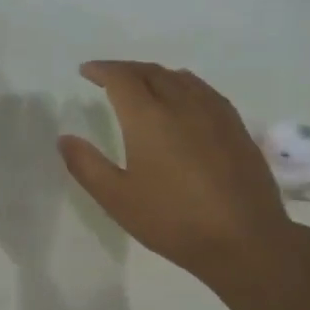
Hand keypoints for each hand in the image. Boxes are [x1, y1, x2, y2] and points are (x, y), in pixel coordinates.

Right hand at [57, 61, 290, 284]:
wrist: (244, 239)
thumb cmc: (173, 220)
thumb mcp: (117, 199)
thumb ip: (87, 165)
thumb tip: (65, 139)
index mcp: (148, 117)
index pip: (121, 78)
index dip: (101, 70)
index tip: (86, 71)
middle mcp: (182, 104)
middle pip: (151, 72)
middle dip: (126, 69)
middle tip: (108, 76)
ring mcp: (214, 113)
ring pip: (180, 78)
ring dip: (155, 74)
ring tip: (142, 84)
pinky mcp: (235, 126)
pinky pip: (204, 91)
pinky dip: (183, 85)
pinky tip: (184, 101)